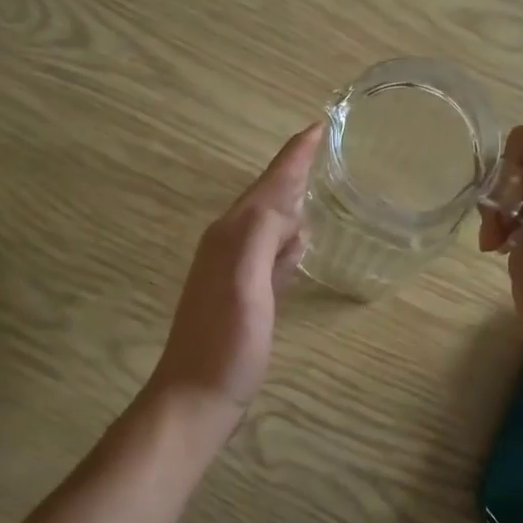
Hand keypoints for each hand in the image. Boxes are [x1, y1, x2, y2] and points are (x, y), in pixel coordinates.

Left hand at [146, 124, 321, 423]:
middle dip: (293, 172)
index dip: (294, 155)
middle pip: (267, 197)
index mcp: (232, 234)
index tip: (320, 126)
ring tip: (320, 186)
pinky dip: (288, 239)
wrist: (196, 396)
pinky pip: (270, 252)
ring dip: (291, 202)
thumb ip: (262, 235)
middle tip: (326, 149)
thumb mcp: (246, 283)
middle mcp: (230, 244)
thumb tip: (289, 204)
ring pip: (269, 223)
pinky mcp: (243, 295)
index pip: (269, 183)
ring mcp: (234, 270)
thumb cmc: (226, 343)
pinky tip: (301, 243)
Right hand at [479, 110, 522, 393]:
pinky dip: (494, 231)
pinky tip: (493, 250)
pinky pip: (504, 224)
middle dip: (505, 184)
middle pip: (522, 164)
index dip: (521, 154)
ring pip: (509, 193)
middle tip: (504, 216)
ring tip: (494, 241)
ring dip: (495, 210)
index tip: (518, 184)